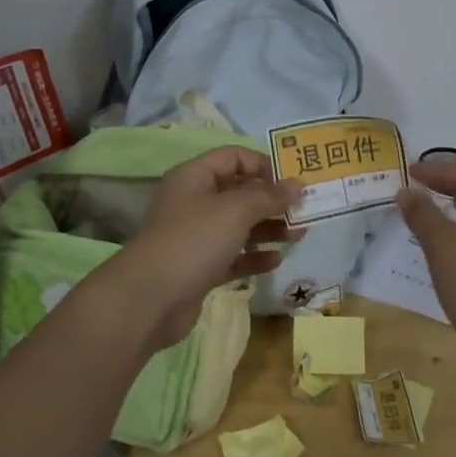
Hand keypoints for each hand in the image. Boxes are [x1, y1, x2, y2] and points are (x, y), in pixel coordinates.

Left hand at [111, 147, 301, 347]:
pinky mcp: (199, 268)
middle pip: (238, 192)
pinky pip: (233, 255)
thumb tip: (297, 184)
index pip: (233, 157)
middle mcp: (193, 202)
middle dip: (272, 201)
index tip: (292, 182)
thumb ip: (269, 196)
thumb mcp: (235, 210)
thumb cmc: (193, 241)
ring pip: (238, 226)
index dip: (263, 165)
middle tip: (304, 211)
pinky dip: (254, 256)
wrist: (151, 298)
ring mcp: (195, 236)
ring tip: (299, 235)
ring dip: (268, 229)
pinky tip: (276, 260)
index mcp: (194, 177)